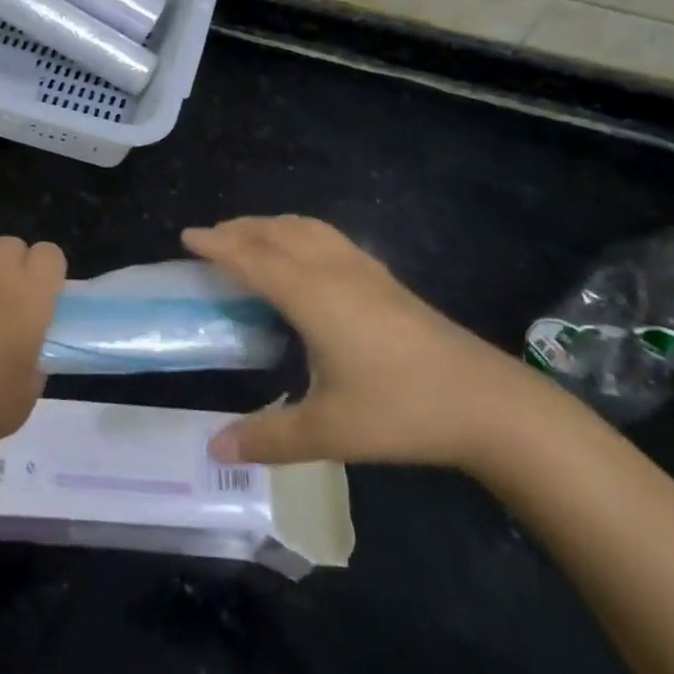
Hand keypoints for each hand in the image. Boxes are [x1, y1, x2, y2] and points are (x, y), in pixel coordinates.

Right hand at [183, 216, 542, 469]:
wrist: (486, 402)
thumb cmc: (401, 411)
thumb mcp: (330, 430)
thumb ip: (269, 436)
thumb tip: (213, 448)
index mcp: (311, 295)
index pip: (252, 258)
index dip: (217, 245)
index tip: (186, 236)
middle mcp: (332, 270)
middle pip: (275, 233)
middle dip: (238, 229)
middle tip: (209, 238)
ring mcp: (362, 269)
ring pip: (304, 228)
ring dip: (269, 225)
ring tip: (249, 236)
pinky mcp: (384, 277)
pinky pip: (327, 236)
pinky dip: (299, 231)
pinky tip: (305, 252)